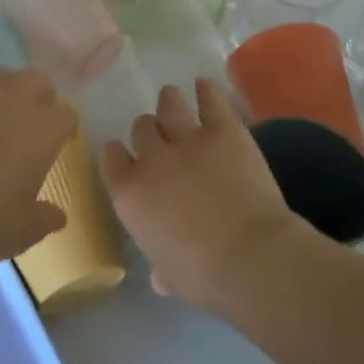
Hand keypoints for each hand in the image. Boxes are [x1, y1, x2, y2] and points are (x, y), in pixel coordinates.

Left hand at [0, 67, 76, 269]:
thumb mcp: (18, 233)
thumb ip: (44, 219)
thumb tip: (57, 215)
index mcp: (40, 128)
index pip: (67, 113)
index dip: (63, 128)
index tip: (56, 144)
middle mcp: (10, 97)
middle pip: (36, 80)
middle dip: (37, 98)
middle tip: (25, 126)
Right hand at [101, 79, 300, 309]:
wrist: (252, 257)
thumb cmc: (204, 277)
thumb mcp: (172, 277)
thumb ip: (161, 267)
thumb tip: (160, 277)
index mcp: (130, 195)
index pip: (112, 158)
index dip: (119, 153)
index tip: (125, 154)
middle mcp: (152, 159)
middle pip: (141, 128)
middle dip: (149, 131)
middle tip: (161, 137)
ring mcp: (187, 140)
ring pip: (169, 105)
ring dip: (169, 101)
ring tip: (173, 99)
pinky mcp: (224, 130)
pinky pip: (209, 100)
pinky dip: (205, 91)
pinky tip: (204, 85)